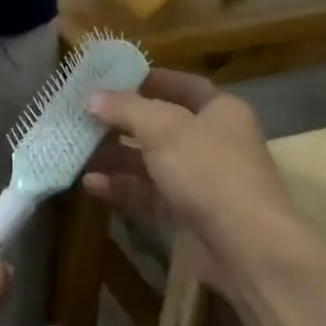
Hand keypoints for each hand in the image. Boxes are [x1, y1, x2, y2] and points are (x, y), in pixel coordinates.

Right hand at [83, 69, 297, 281]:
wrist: (246, 245)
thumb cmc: (208, 171)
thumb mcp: (163, 129)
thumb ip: (126, 109)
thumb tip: (93, 97)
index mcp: (221, 111)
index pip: (184, 86)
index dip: (150, 80)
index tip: (112, 80)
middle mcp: (214, 142)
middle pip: (162, 126)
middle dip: (123, 123)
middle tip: (84, 119)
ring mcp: (202, 181)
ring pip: (153, 163)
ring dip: (117, 158)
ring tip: (79, 154)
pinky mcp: (190, 214)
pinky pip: (151, 194)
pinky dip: (124, 188)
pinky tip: (91, 185)